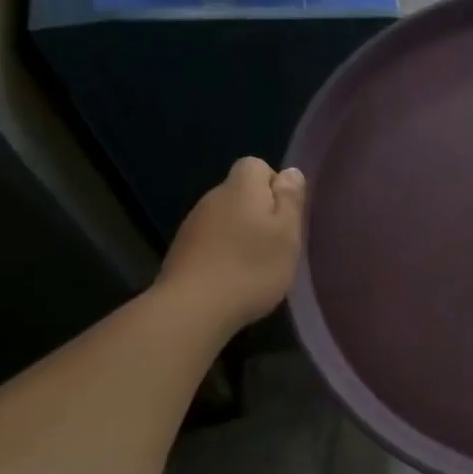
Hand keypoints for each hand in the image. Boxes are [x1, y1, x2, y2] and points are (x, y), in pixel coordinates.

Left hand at [158, 158, 306, 330]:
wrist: (193, 308)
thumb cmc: (251, 267)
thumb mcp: (287, 232)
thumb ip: (290, 199)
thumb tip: (290, 172)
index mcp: (241, 187)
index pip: (257, 165)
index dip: (275, 185)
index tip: (285, 216)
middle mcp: (213, 197)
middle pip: (241, 192)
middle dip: (260, 212)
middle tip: (276, 245)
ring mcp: (193, 224)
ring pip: (226, 217)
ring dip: (241, 233)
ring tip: (254, 265)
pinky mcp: (182, 250)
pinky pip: (212, 240)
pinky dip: (224, 252)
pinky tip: (232, 278)